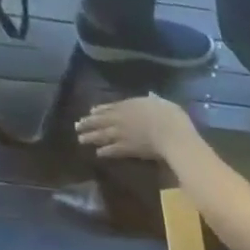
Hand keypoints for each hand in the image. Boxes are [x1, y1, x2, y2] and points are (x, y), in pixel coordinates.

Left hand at [75, 94, 193, 160]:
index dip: (99, 110)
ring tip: (81, 139)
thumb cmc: (170, 117)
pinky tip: (98, 154)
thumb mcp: (162, 102)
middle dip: (88, 123)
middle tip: (77, 126)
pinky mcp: (127, 149)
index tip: (91, 112)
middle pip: (100, 120)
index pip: (109, 107)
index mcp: (128, 105)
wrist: (171, 135)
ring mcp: (121, 134)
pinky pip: (112, 150)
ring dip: (90, 137)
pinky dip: (104, 152)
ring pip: (101, 135)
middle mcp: (120, 118)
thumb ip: (153, 100)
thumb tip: (151, 96)